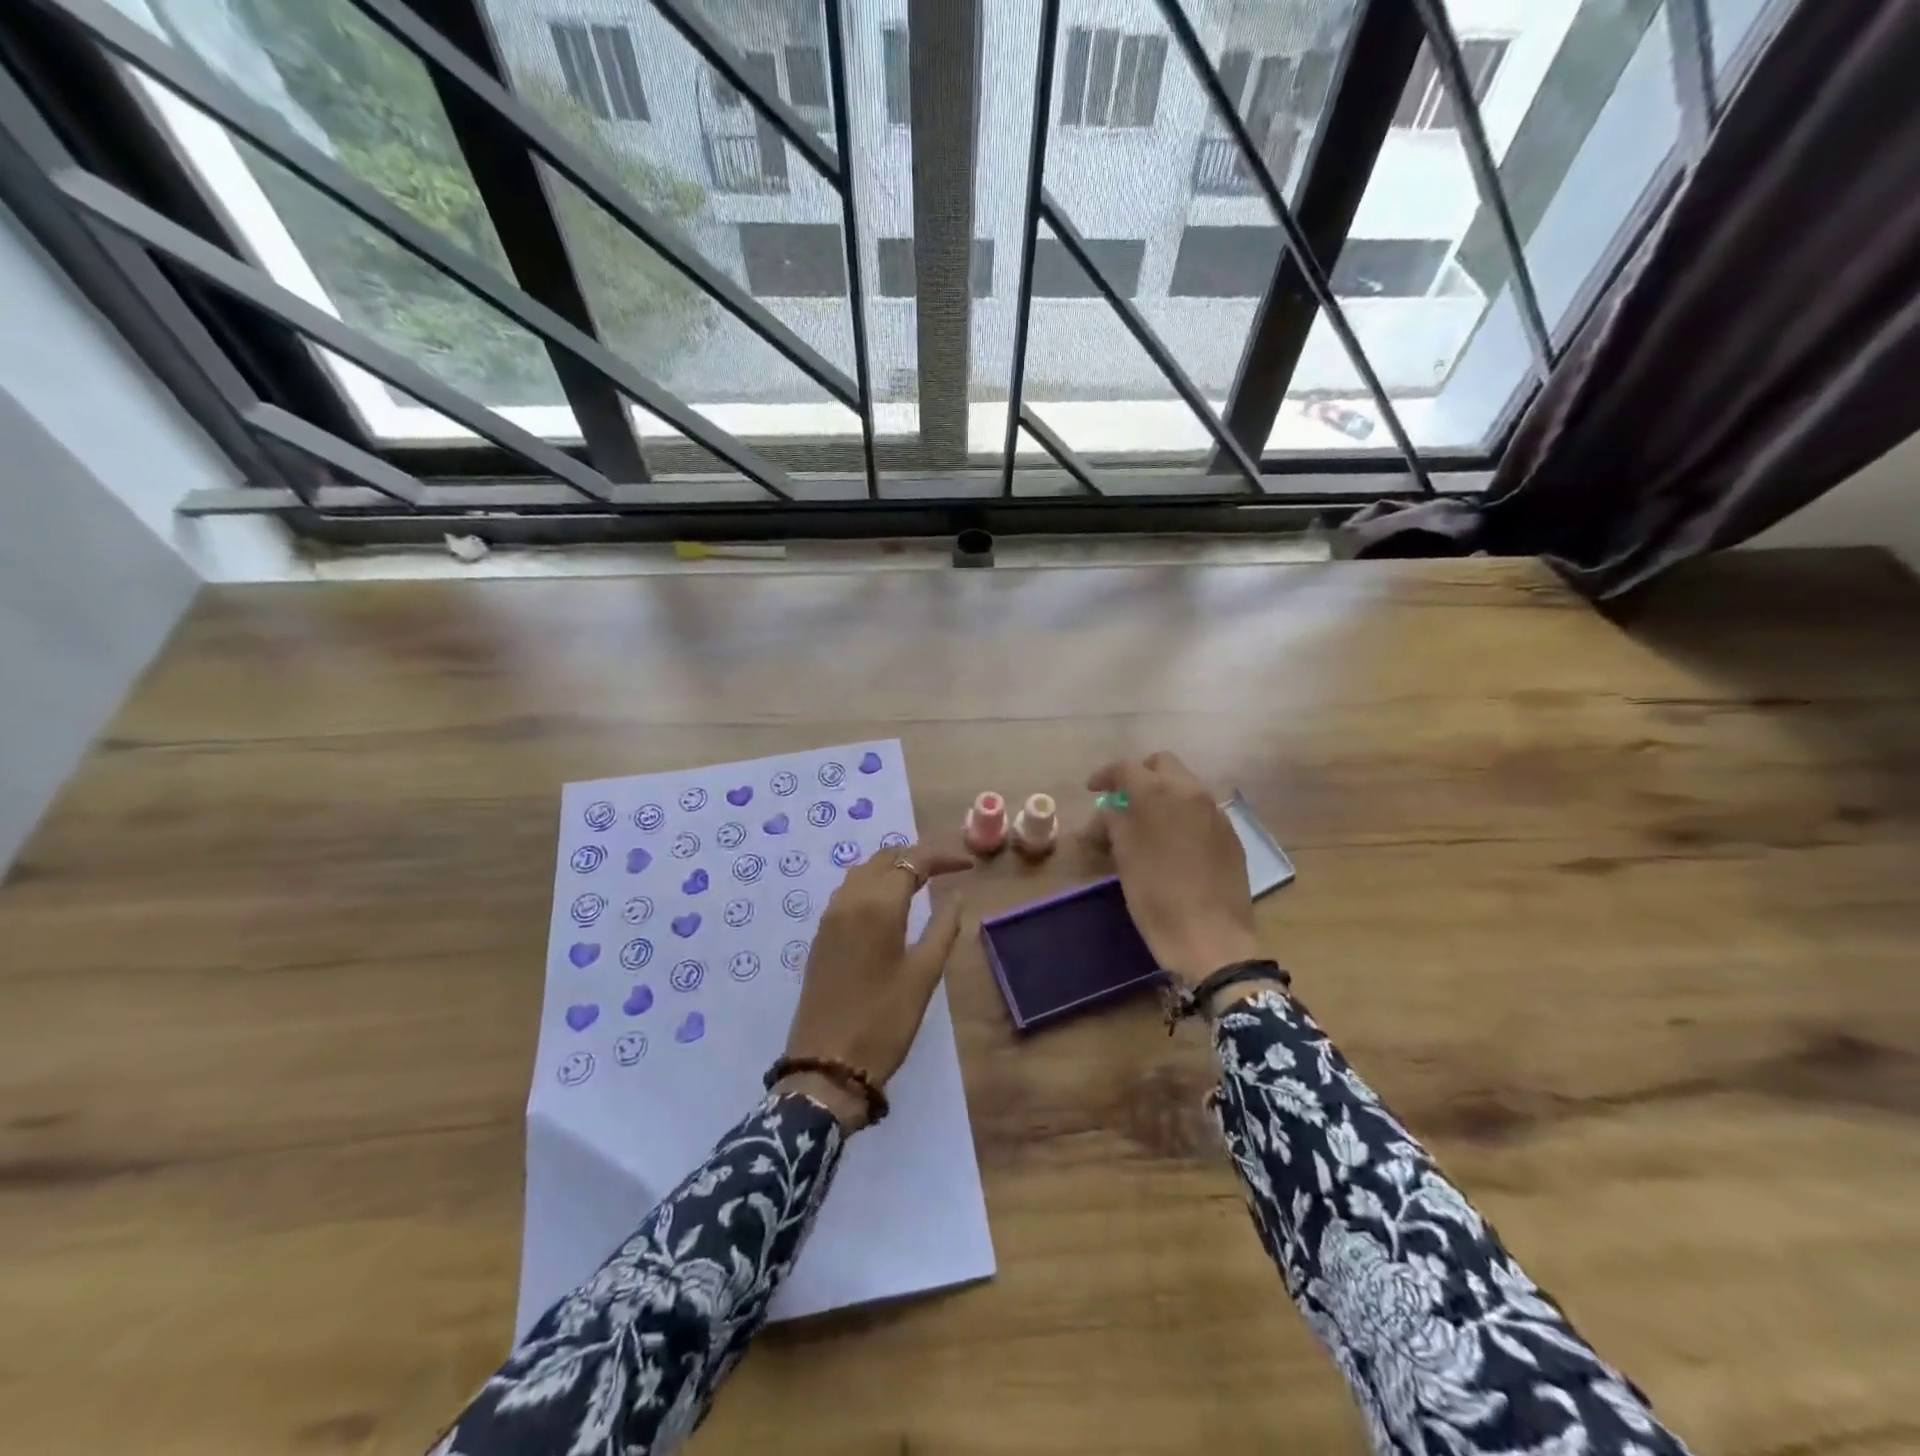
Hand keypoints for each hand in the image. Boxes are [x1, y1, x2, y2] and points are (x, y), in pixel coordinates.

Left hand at [777, 842, 970, 1129]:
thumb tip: (956, 895)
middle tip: (947, 870)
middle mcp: (850, 899)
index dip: (943, 857)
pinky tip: (889, 904)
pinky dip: (873, 884)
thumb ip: (943, 927)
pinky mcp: (821, 934)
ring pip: (863, 871)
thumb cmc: (884, 1020)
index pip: (913, 861)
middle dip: (917, 857)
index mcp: (878, 904)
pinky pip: (849, 891)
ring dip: (892, 867)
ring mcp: (830, 916)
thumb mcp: (924, 974)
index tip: (968, 866)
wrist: (827, 1064)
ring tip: (922, 882)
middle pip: (885, 858)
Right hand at [1085, 752, 1259, 985]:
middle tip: (1123, 798)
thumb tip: (1109, 813)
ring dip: (1163, 793)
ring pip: (1185, 785)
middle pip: (1162, 764)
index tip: (1092, 790)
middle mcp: (1191, 792)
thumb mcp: (1124, 857)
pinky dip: (1182, 814)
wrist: (1211, 938)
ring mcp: (1215, 812)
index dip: (1105, 775)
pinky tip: (1173, 841)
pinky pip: (1202, 810)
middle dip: (1140, 775)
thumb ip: (1114, 823)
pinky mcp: (1230, 834)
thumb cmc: (1156, 896)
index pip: (1126, 768)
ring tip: (1147, 821)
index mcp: (1159, 793)